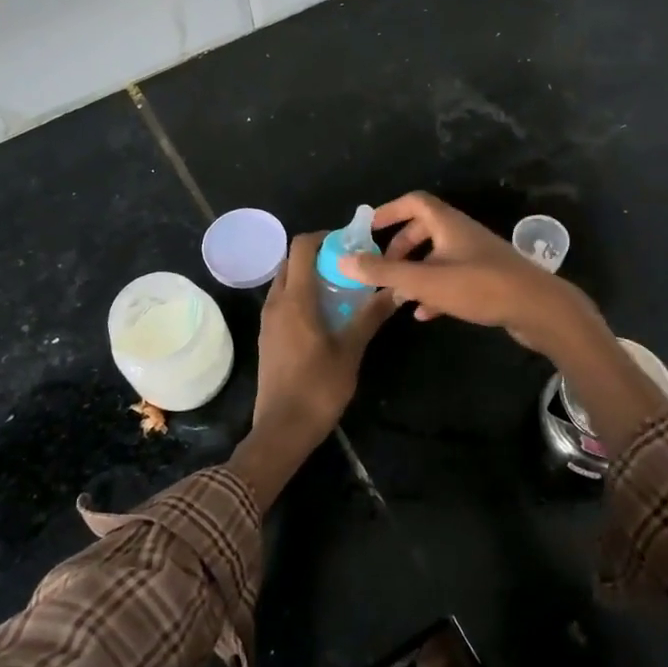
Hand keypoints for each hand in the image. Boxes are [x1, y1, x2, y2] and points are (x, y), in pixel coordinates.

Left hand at [231, 233, 391, 512]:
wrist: (282, 429)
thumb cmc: (318, 387)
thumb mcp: (351, 350)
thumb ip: (371, 315)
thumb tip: (399, 289)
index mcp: (295, 299)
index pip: (301, 246)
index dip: (324, 236)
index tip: (350, 243)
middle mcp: (276, 303)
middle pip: (292, 261)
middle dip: (319, 255)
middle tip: (350, 265)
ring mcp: (268, 321)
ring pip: (287, 282)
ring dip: (311, 276)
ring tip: (342, 288)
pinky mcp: (268, 337)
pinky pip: (284, 302)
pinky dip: (303, 296)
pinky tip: (327, 314)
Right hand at [344, 192, 667, 446]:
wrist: (538, 309)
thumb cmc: (479, 286)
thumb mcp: (425, 280)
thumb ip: (384, 271)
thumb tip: (343, 259)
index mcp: (448, 223)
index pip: (414, 202)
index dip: (389, 211)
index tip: (368, 229)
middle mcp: (462, 234)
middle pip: (425, 229)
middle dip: (399, 247)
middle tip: (381, 266)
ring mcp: (477, 257)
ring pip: (438, 257)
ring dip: (415, 272)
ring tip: (397, 295)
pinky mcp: (488, 280)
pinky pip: (453, 279)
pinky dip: (434, 291)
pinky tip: (423, 314)